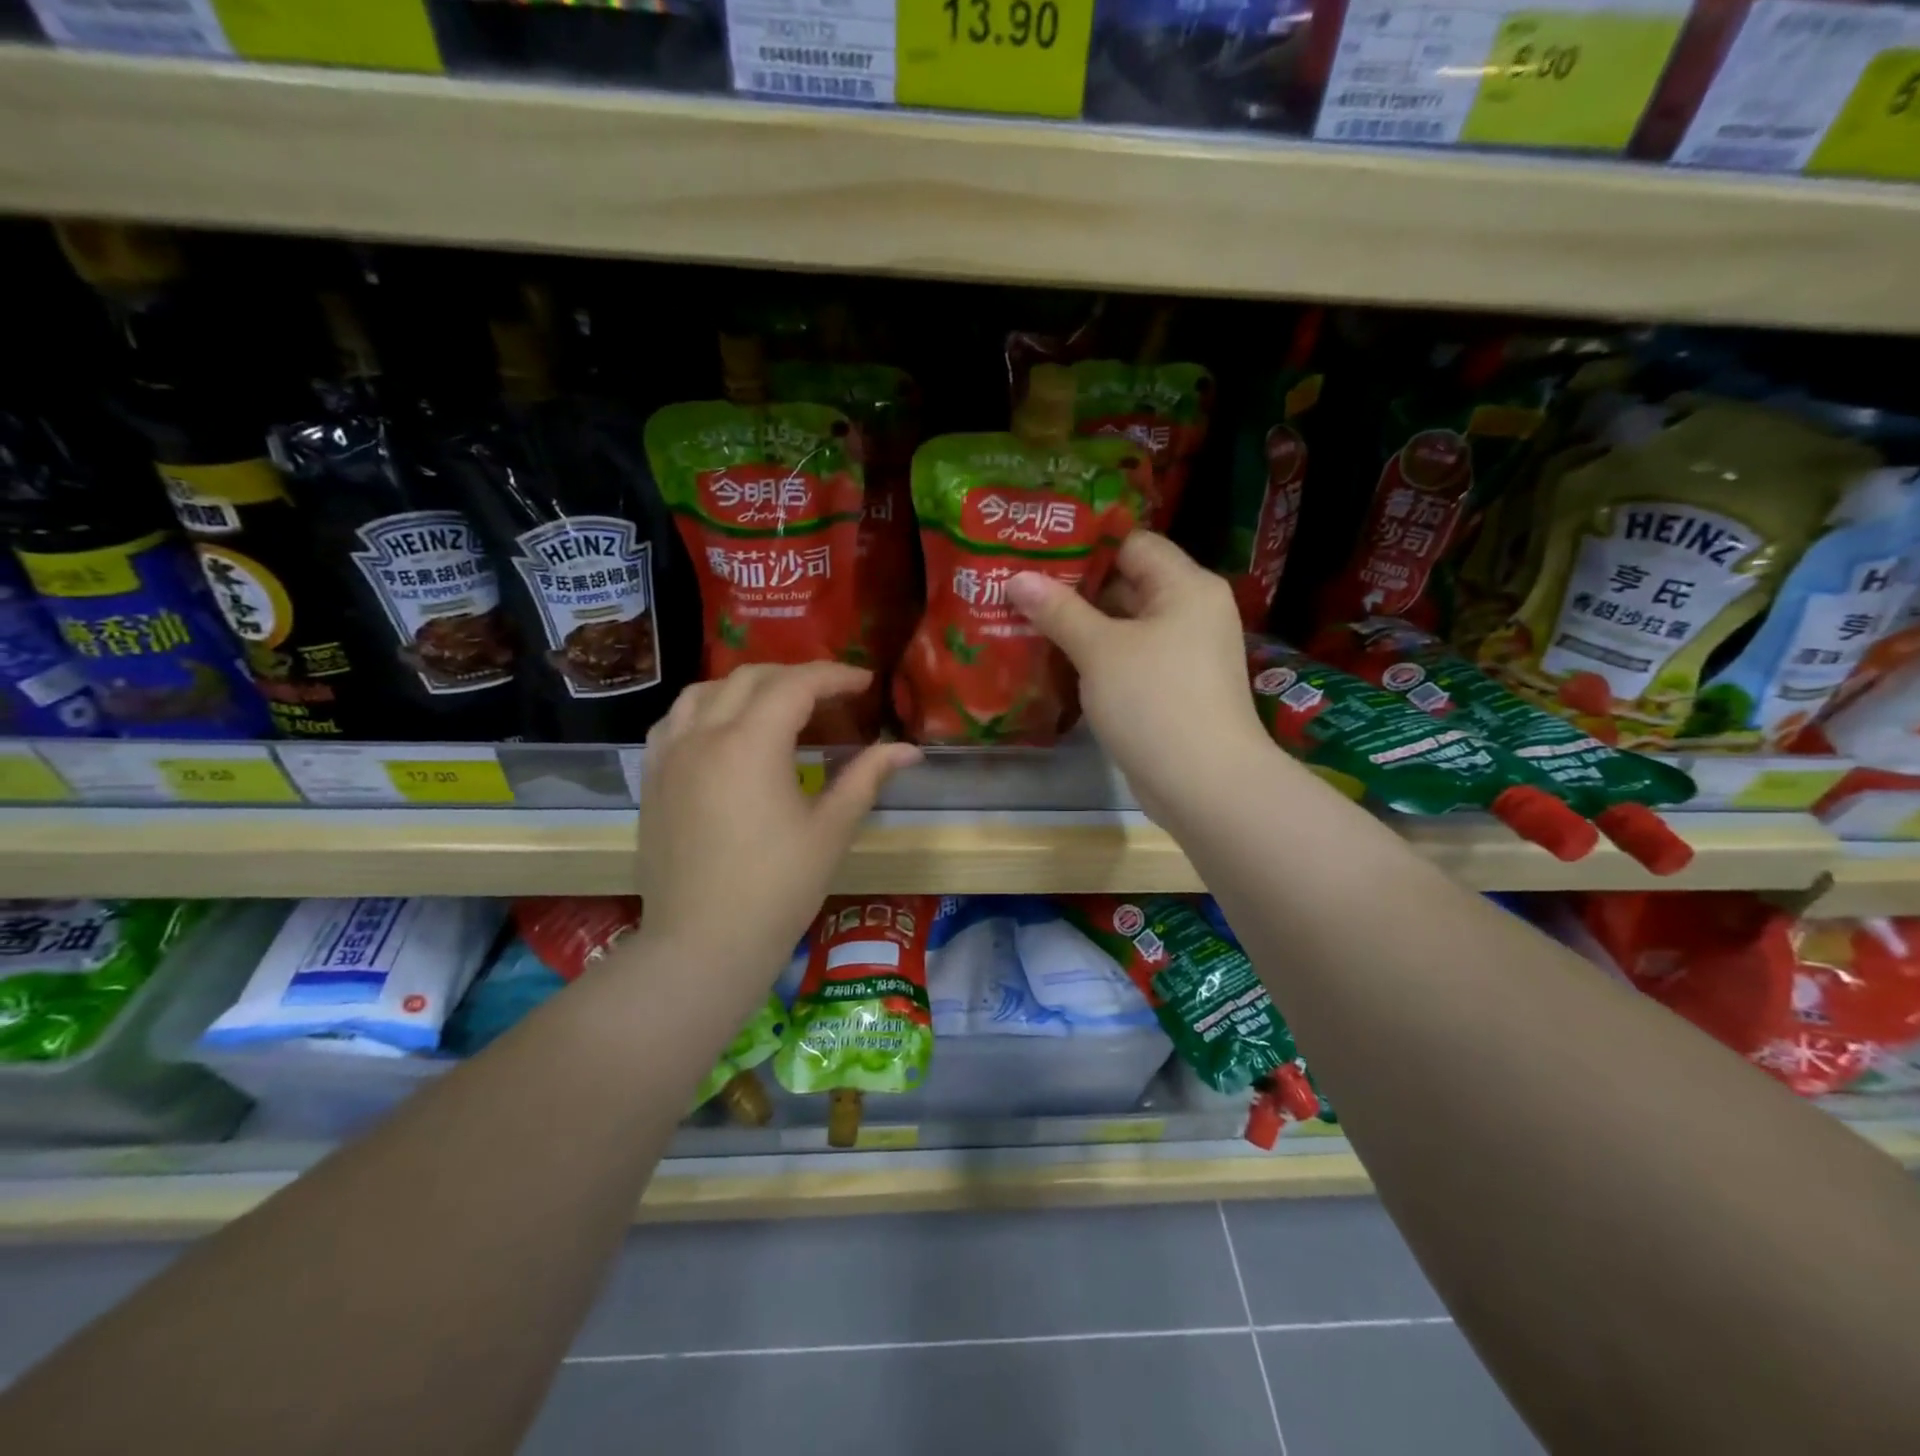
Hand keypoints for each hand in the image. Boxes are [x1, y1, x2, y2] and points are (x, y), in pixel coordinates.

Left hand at [635, 664, 920, 997]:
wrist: (702, 944)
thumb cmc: (777, 889)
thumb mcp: (831, 830)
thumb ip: (867, 777)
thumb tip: (909, 749)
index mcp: (751, 743)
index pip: (796, 685)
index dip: (835, 676)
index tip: (864, 683)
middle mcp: (704, 735)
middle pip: (751, 678)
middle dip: (796, 676)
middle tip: (831, 697)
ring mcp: (670, 755)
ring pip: (706, 691)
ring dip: (747, 686)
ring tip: (777, 707)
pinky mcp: (653, 778)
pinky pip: (675, 720)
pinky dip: (705, 709)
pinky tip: (723, 731)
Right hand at [1005, 531, 1274, 824]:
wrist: (1204, 784)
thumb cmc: (1154, 701)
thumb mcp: (1100, 650)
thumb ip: (1058, 610)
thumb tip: (1017, 578)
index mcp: (1185, 586)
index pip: (1132, 543)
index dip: (1083, 543)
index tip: (1035, 547)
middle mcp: (1191, 612)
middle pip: (1127, 583)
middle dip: (1073, 587)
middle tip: (1019, 584)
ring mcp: (1183, 653)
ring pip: (1124, 626)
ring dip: (1080, 625)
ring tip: (1023, 617)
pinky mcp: (1172, 689)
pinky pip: (1128, 659)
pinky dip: (1096, 658)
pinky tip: (1052, 659)